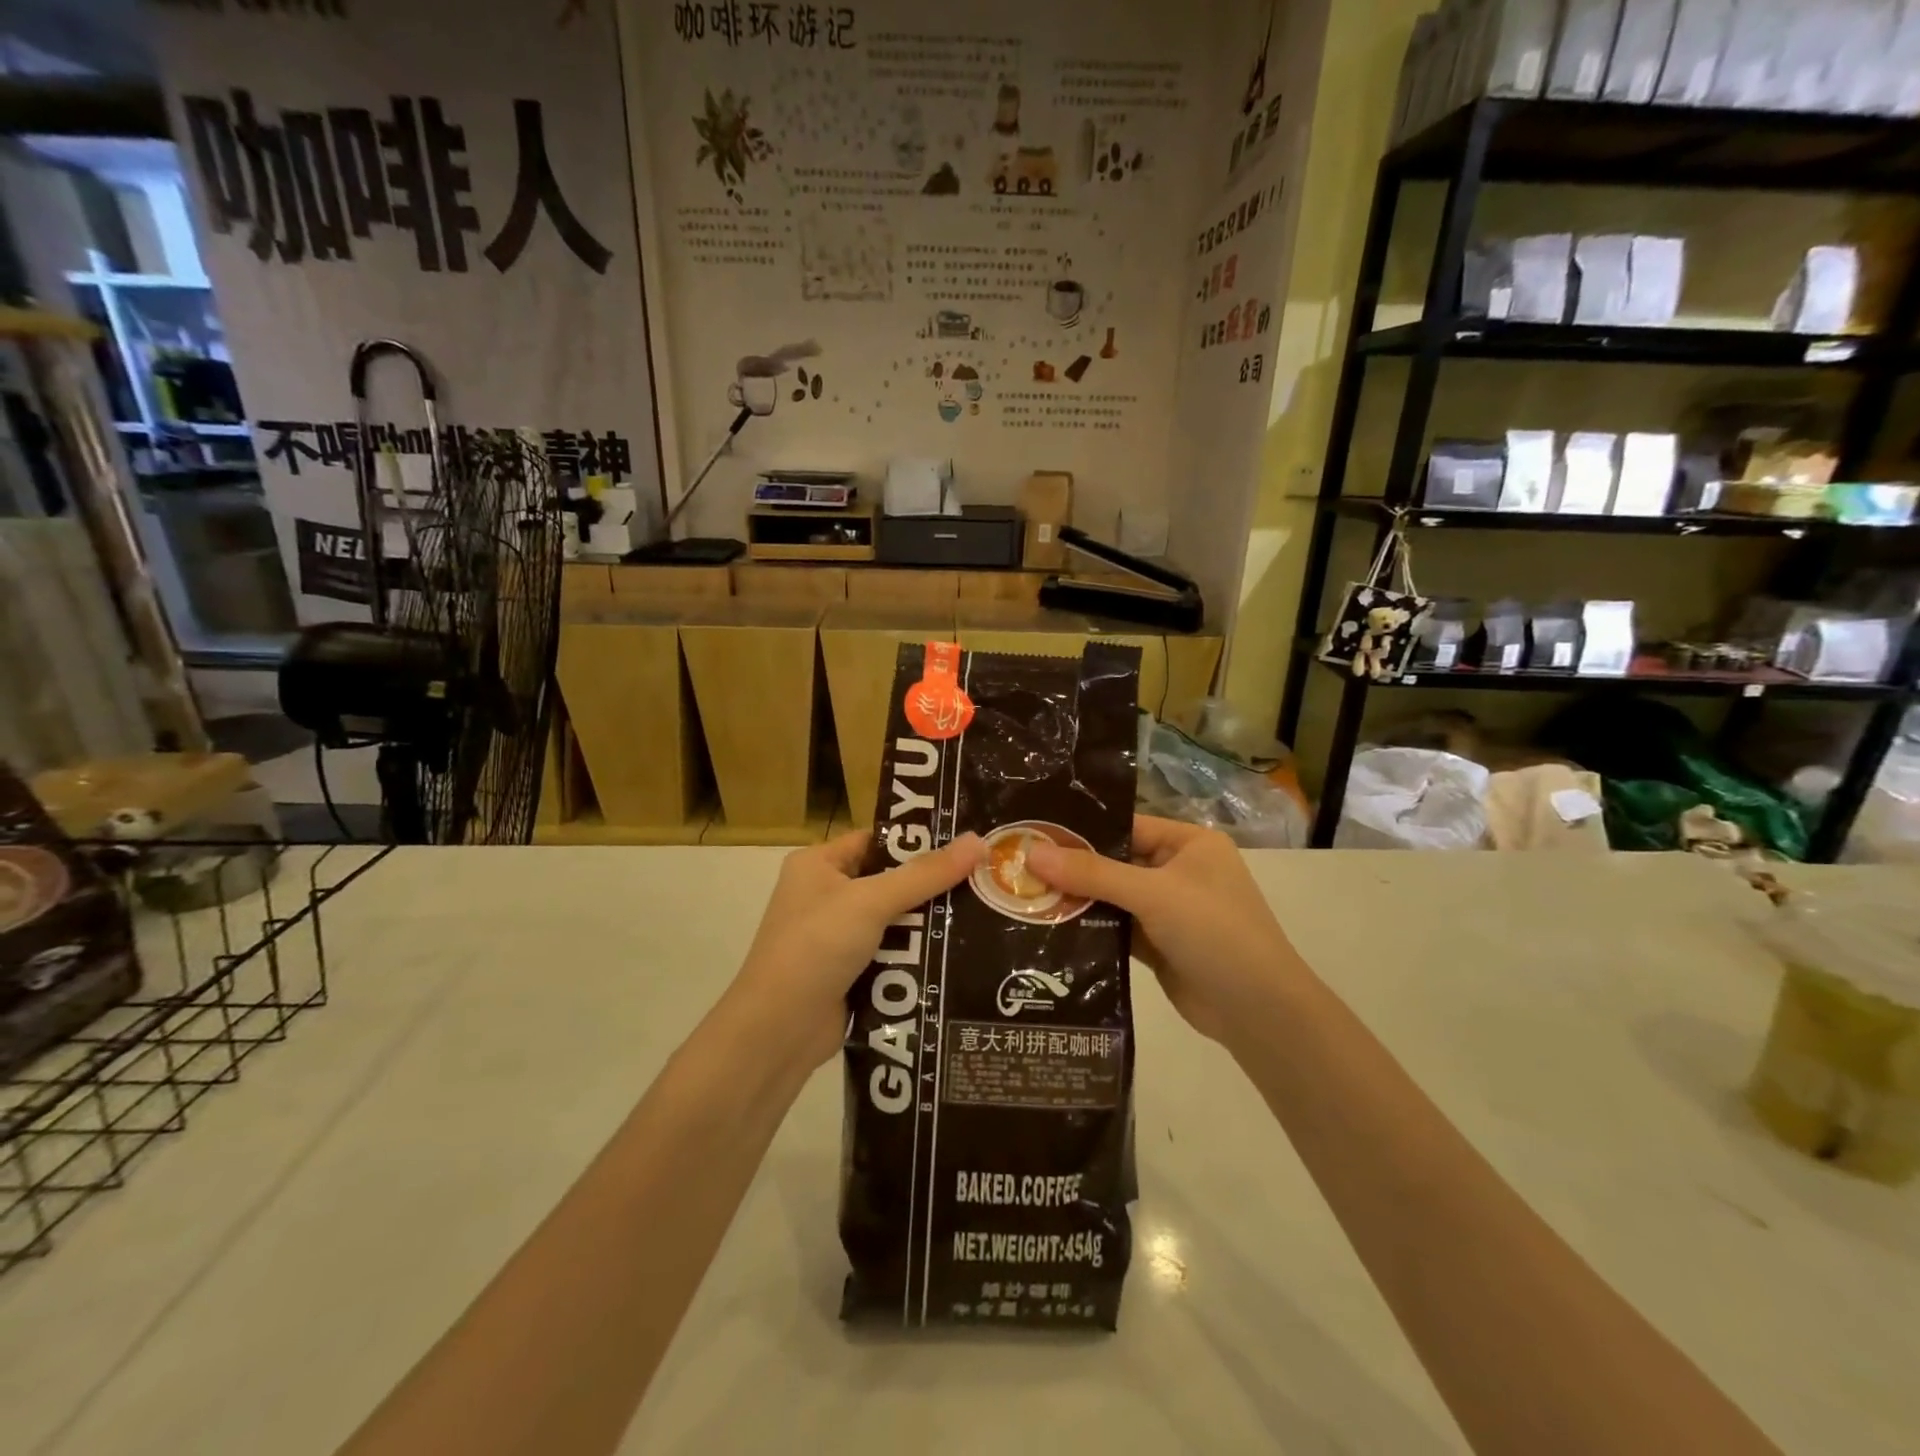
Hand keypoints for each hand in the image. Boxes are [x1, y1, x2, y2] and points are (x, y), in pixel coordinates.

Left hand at [725, 830, 986, 1068]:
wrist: (778, 1031)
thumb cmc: (816, 947)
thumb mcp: (871, 901)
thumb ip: (925, 874)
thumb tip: (977, 840)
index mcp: (818, 864)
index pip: (877, 840)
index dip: (918, 839)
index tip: (967, 841)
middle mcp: (825, 895)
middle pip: (891, 880)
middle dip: (932, 884)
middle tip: (986, 878)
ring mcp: (837, 937)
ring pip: (896, 920)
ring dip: (930, 922)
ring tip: (985, 911)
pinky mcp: (850, 972)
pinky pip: (893, 953)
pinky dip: (918, 954)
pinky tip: (960, 951)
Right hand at [1026, 815, 1296, 1044]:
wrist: (1258, 1011)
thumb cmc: (1214, 932)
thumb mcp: (1153, 894)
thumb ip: (1092, 873)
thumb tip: (1031, 852)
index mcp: (1188, 843)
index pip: (1125, 826)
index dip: (1081, 830)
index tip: (1031, 834)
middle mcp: (1177, 871)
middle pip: (1114, 862)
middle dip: (1071, 868)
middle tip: (1016, 867)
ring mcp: (1167, 910)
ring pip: (1111, 898)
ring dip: (1075, 900)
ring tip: (1021, 895)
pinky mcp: (1156, 945)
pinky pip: (1114, 928)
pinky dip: (1088, 928)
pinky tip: (1047, 927)